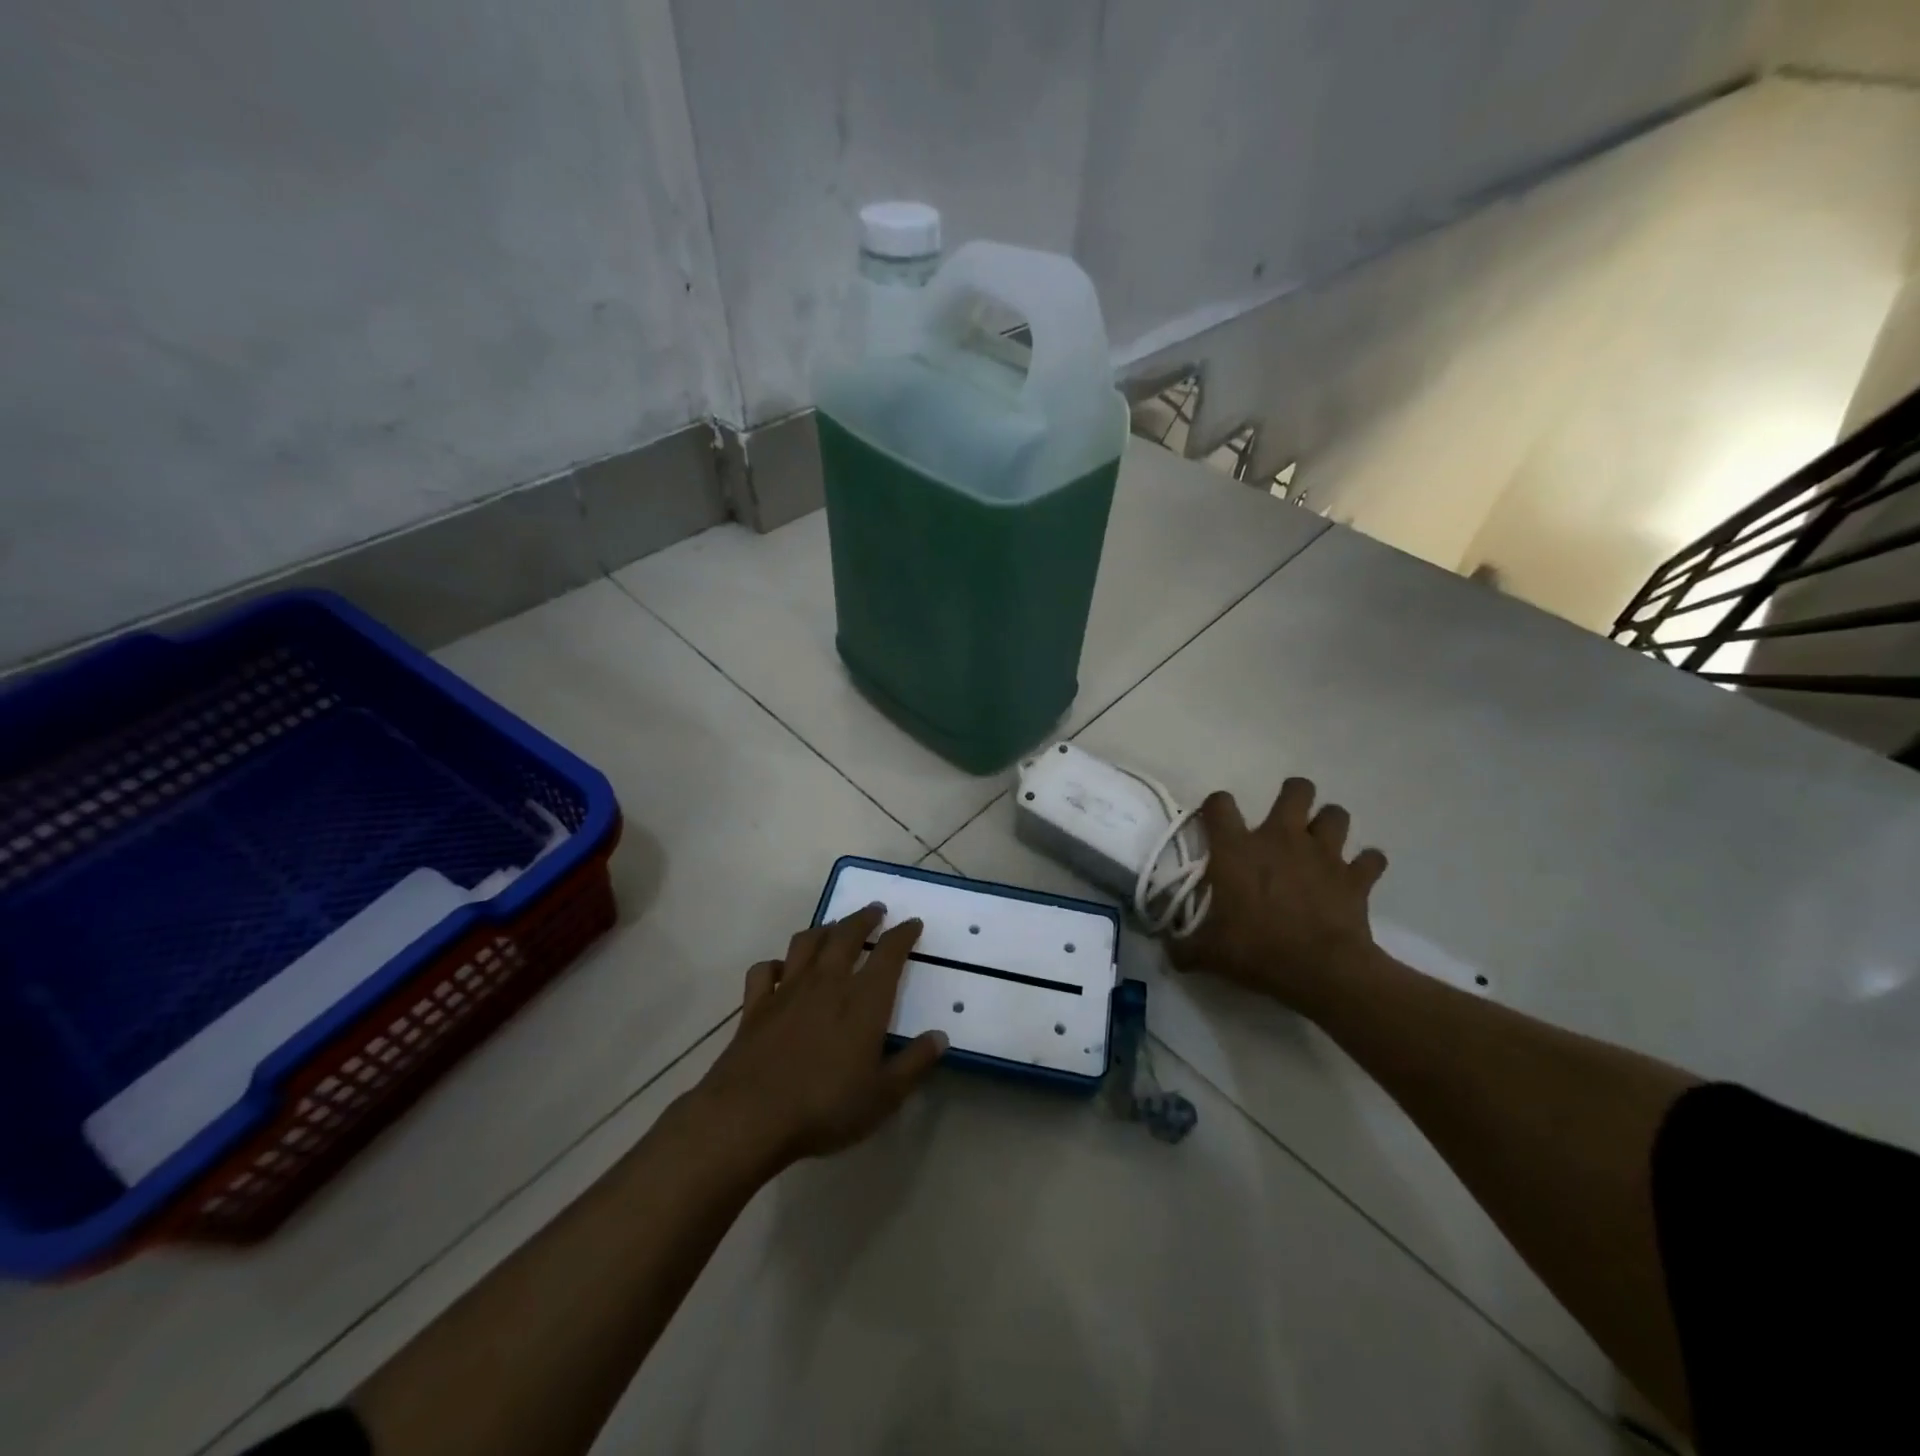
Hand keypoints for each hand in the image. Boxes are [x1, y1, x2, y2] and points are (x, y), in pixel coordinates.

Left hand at [693, 905, 947, 1174]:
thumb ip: (915, 1063)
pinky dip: (776, 963)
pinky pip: (765, 970)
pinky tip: (781, 969)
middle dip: (864, 918)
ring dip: (824, 929)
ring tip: (834, 928)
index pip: (889, 953)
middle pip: (846, 935)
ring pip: (806, 943)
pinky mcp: (755, 1006)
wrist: (750, 1116)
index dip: (903, 934)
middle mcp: (827, 982)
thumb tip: (940, 1036)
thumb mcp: (884, 1095)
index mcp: (864, 999)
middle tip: (875, 910)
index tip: (912, 923)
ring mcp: (787, 990)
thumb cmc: (825, 1106)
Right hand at [1168, 778, 1388, 1016]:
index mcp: (1237, 849)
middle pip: (1296, 790)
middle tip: (1285, 819)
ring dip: (1329, 824)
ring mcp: (1324, 854)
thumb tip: (1166, 950)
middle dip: (1294, 795)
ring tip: (1321, 842)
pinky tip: (1357, 875)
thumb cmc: (1257, 950)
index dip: (1216, 806)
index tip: (1216, 821)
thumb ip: (1183, 946)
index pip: (1220, 804)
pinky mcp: (1356, 877)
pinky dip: (1365, 864)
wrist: (1322, 970)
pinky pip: (1370, 859)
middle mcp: (1281, 839)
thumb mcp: (1207, 953)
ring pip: (1336, 814)